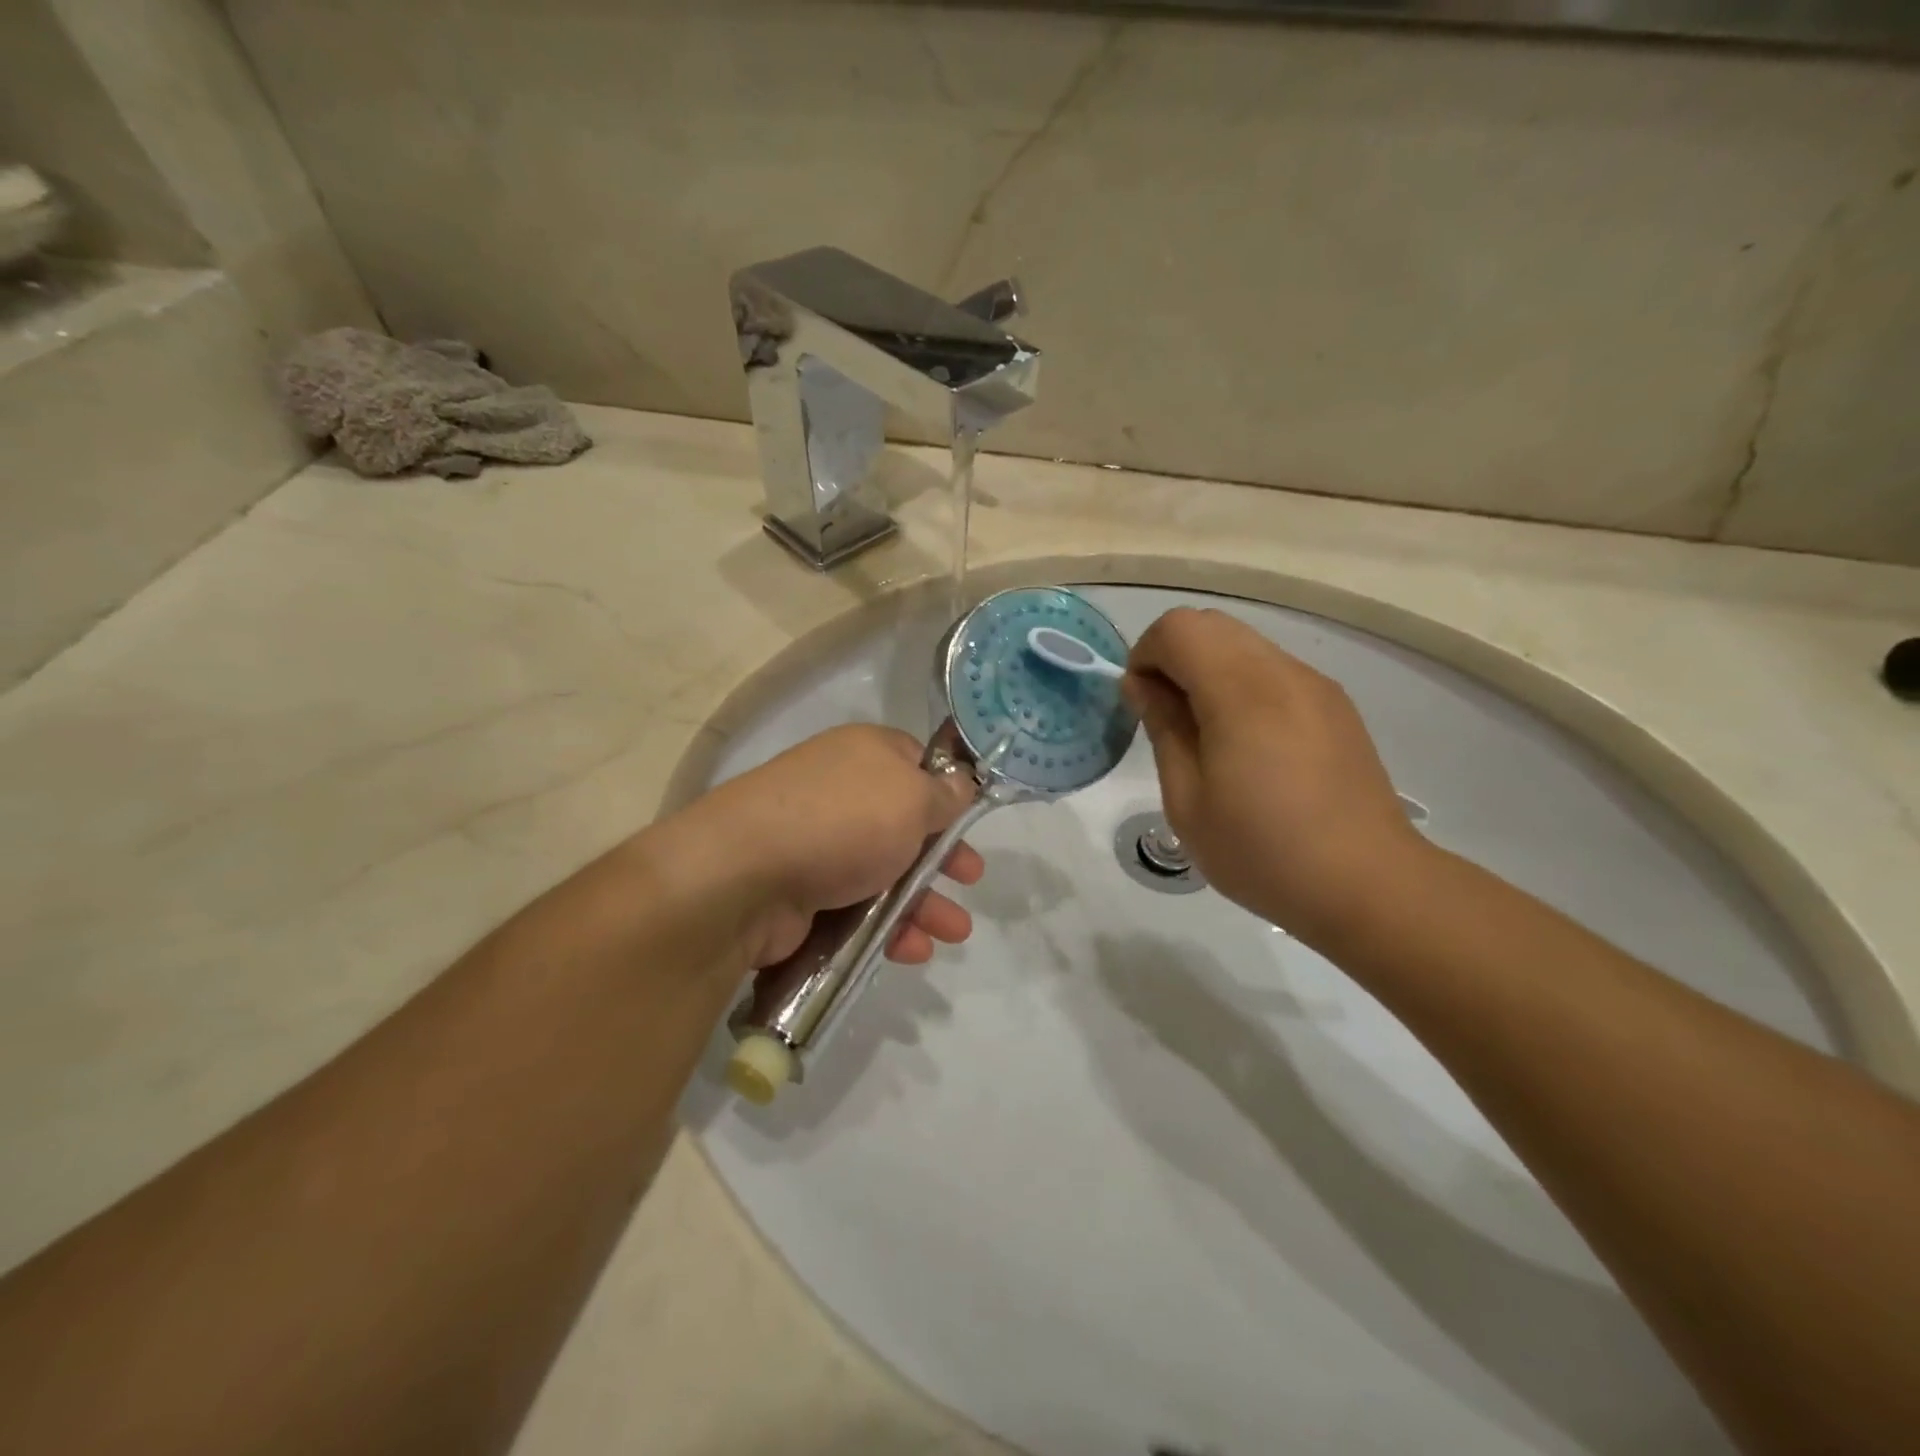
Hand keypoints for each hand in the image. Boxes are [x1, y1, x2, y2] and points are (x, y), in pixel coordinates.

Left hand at [664, 724, 983, 968]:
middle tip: (970, 878)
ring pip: (884, 872)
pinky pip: (857, 908)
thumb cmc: (844, 821)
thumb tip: (960, 783)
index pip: (915, 763)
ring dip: (923, 902)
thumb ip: (945, 794)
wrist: (745, 875)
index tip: (970, 821)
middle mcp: (841, 793)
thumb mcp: (912, 796)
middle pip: (904, 825)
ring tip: (955, 933)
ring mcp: (819, 844)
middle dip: (941, 857)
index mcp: (866, 754)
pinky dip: (888, 928)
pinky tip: (914, 950)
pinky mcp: (802, 892)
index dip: (947, 792)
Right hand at [1124, 608, 1427, 947]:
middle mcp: (1282, 672)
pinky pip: (1273, 670)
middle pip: (1211, 624)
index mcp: (1241, 692)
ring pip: (1244, 643)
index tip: (1143, 705)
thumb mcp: (1188, 800)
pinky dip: (1242, 685)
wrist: (1367, 884)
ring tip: (1208, 735)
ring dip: (1209, 670)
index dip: (1145, 655)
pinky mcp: (1335, 705)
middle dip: (1174, 657)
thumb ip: (1164, 728)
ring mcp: (1315, 685)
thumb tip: (1144, 685)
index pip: (1178, 628)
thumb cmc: (1262, 851)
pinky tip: (1249, 745)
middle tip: (1168, 718)